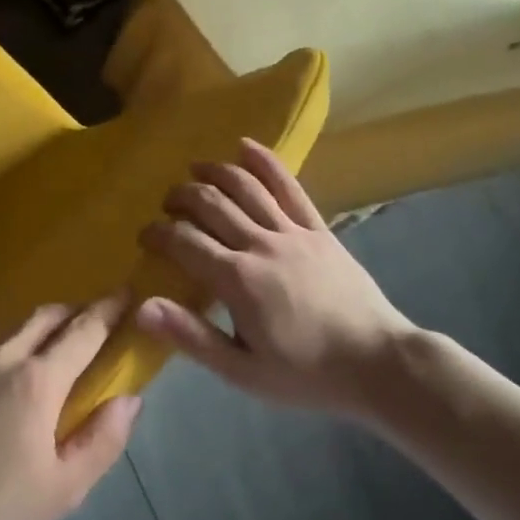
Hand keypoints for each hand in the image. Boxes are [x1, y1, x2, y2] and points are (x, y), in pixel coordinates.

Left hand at [0, 297, 141, 519]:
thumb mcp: (63, 489)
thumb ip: (102, 441)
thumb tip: (130, 400)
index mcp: (38, 380)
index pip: (84, 331)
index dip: (110, 311)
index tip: (129, 295)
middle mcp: (4, 356)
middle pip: (47, 316)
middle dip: (77, 310)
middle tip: (97, 321)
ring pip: (15, 327)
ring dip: (43, 326)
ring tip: (56, 347)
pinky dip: (13, 346)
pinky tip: (9, 377)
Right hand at [135, 139, 419, 413]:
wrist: (378, 364)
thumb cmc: (306, 374)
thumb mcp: (241, 371)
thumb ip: (190, 335)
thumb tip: (140, 307)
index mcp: (237, 279)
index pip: (184, 241)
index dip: (158, 233)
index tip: (145, 236)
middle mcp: (260, 244)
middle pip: (210, 204)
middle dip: (181, 197)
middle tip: (168, 205)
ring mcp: (292, 232)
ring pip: (245, 187)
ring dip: (214, 172)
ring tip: (195, 169)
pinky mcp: (318, 228)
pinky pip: (289, 186)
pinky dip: (265, 162)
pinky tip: (246, 146)